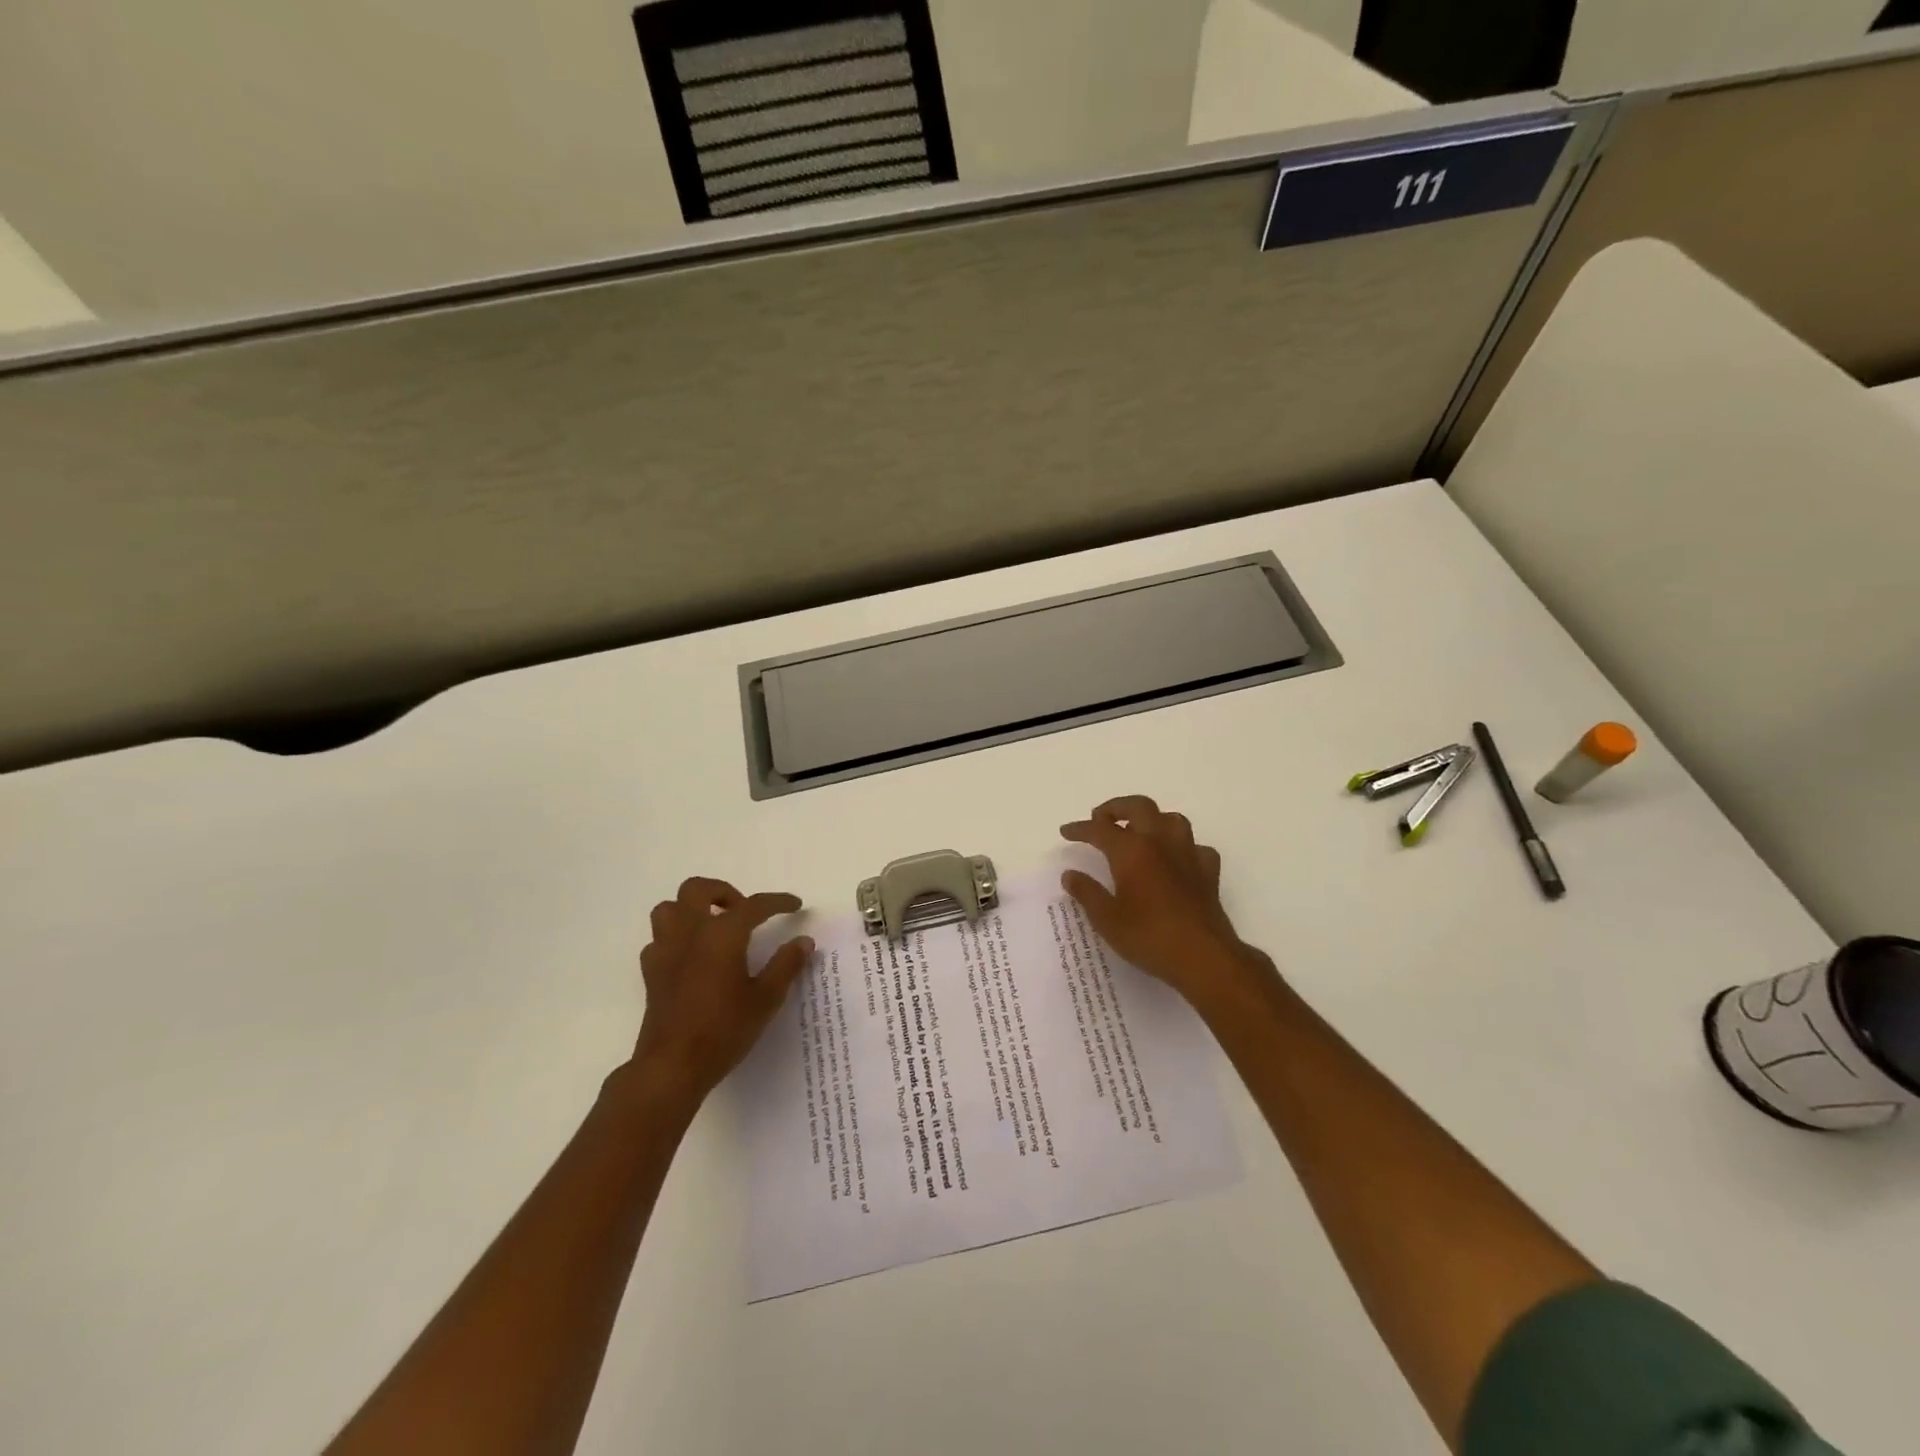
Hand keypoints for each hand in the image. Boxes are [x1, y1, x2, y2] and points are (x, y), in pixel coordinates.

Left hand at [629, 877, 813, 1106]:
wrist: (673, 1067)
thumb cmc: (724, 1030)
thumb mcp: (765, 999)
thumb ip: (786, 965)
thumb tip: (804, 941)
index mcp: (722, 934)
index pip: (754, 905)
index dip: (778, 902)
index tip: (795, 905)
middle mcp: (690, 933)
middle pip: (697, 889)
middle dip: (723, 892)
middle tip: (743, 912)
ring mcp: (665, 951)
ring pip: (670, 908)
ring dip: (692, 909)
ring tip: (713, 927)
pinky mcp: (651, 972)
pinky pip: (659, 939)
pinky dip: (675, 938)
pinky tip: (691, 956)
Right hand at [1060, 796, 1282, 1018]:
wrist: (1203, 957)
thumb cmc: (1149, 937)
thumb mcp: (1107, 919)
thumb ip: (1087, 893)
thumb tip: (1070, 875)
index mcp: (1132, 851)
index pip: (1100, 829)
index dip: (1080, 828)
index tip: (1066, 832)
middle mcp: (1160, 842)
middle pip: (1139, 807)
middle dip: (1116, 808)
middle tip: (1100, 819)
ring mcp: (1188, 855)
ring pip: (1171, 819)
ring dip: (1152, 819)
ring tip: (1139, 832)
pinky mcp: (1208, 872)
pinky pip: (1195, 847)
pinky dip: (1182, 848)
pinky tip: (1175, 860)